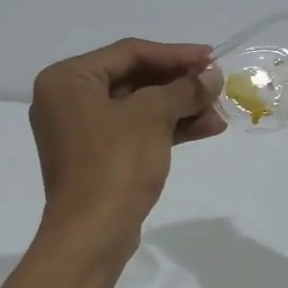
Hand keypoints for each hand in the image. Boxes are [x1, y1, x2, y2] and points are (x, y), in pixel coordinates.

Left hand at [29, 38, 224, 244]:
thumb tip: (212, 76)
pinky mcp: (96, 157)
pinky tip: (205, 129)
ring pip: (137, 107)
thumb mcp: (152, 117)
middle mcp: (67, 100)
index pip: (128, 53)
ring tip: (219, 113)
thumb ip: (184, 89)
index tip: (211, 57)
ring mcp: (80, 131)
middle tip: (217, 86)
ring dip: (179, 109)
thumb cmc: (115, 164)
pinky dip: (166, 129)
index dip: (174, 54)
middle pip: (133, 79)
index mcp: (67, 79)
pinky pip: (134, 131)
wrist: (92, 234)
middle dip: (179, 85)